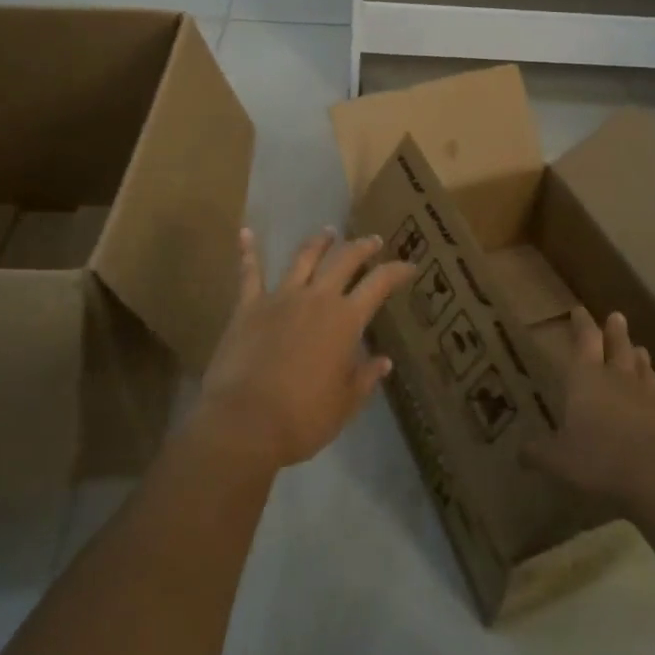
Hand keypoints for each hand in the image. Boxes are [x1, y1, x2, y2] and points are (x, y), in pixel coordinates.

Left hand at [191, 227, 414, 470]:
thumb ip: (365, 377)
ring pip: (303, 258)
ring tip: (328, 233)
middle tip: (372, 241)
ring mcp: (280, 297)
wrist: (245, 421)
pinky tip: (246, 233)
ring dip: (319, 243)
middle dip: (361, 247)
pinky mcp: (248, 306)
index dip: (397, 271)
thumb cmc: (303, 418)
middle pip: (343, 260)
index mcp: (345, 320)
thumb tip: (383, 361)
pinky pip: (249, 273)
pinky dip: (248, 252)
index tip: (409, 266)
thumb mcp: (345, 403)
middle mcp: (316, 298)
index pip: (379, 284)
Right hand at [522, 307, 654, 508]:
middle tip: (617, 316)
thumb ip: (538, 453)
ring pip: (647, 371)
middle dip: (616, 332)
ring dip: (642, 360)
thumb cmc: (601, 462)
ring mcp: (653, 397)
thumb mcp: (557, 460)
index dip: (581, 325)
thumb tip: (519, 453)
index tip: (579, 310)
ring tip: (641, 349)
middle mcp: (620, 379)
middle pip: (619, 347)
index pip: (584, 341)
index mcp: (587, 379)